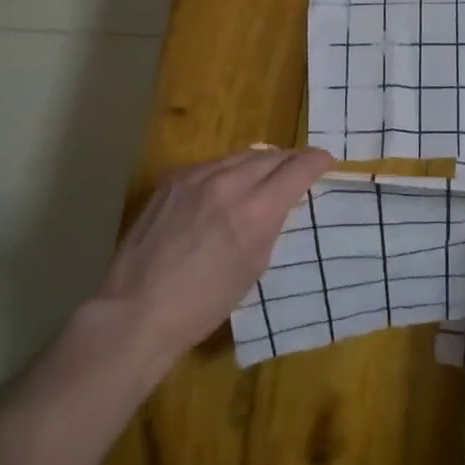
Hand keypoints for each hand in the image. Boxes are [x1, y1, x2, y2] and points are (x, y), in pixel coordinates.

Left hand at [93, 147, 335, 361]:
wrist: (138, 309)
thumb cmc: (204, 303)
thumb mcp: (254, 266)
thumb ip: (270, 224)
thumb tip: (277, 202)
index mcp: (256, 210)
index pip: (298, 168)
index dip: (317, 161)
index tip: (326, 162)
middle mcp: (229, 182)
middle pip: (271, 156)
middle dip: (290, 161)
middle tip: (299, 170)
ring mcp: (196, 177)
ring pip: (241, 156)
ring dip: (259, 163)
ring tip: (266, 174)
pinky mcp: (173, 179)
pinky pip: (212, 165)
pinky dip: (228, 171)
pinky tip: (226, 186)